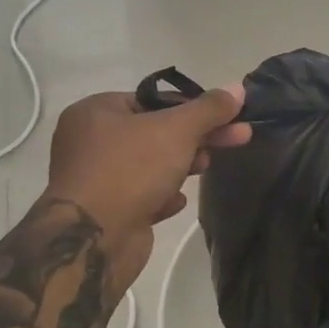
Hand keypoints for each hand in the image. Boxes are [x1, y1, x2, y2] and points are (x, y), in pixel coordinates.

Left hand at [44, 84, 250, 287]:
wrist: (93, 239)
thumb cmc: (130, 170)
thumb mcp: (176, 130)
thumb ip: (209, 109)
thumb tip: (238, 88)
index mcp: (96, 112)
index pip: (154, 100)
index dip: (194, 107)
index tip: (229, 116)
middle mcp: (90, 142)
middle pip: (155, 132)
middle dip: (196, 137)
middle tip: (236, 138)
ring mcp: (96, 179)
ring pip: (150, 165)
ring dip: (180, 167)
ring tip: (205, 169)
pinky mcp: (107, 212)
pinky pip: (142, 195)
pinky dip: (161, 197)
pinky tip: (174, 202)